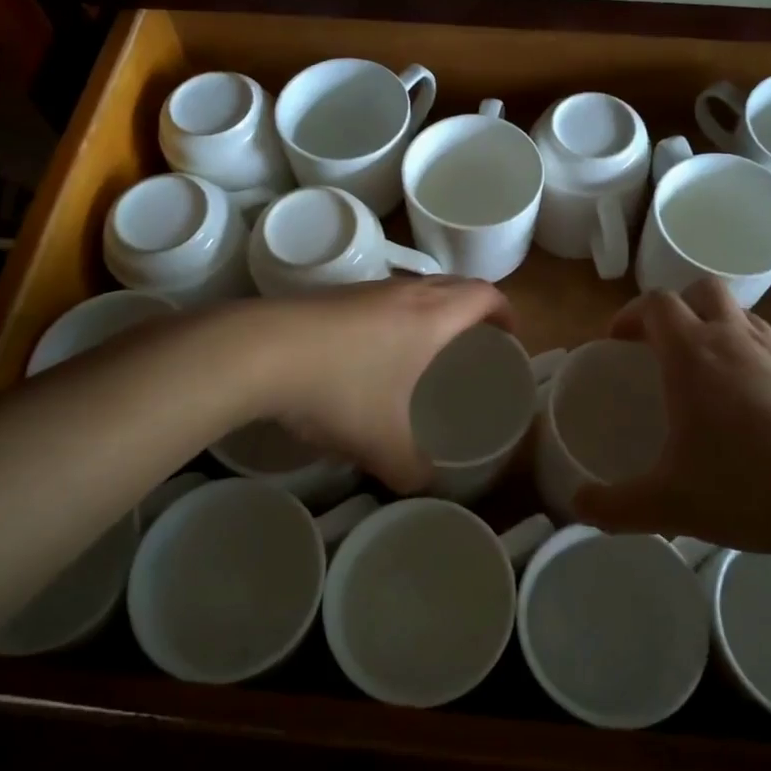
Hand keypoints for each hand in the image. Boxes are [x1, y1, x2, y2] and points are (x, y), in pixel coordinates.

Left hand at [251, 278, 515, 493]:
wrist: (260, 351)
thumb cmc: (340, 388)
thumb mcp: (383, 444)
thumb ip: (413, 471)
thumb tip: (424, 485)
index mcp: (433, 316)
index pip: (487, 294)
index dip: (507, 313)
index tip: (510, 338)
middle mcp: (405, 292)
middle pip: (455, 285)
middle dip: (474, 310)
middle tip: (475, 346)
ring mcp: (366, 288)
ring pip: (416, 288)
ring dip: (432, 310)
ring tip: (428, 350)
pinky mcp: (333, 295)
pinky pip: (382, 298)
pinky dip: (396, 316)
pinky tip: (374, 354)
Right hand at [571, 280, 770, 552]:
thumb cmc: (754, 485)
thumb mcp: (673, 504)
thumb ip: (617, 506)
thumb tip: (578, 506)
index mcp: (694, 354)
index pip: (656, 303)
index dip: (632, 314)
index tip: (619, 342)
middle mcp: (735, 338)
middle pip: (702, 290)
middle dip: (677, 308)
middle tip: (662, 348)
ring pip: (740, 314)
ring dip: (716, 328)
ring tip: (707, 375)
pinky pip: (770, 346)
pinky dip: (751, 356)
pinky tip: (753, 407)